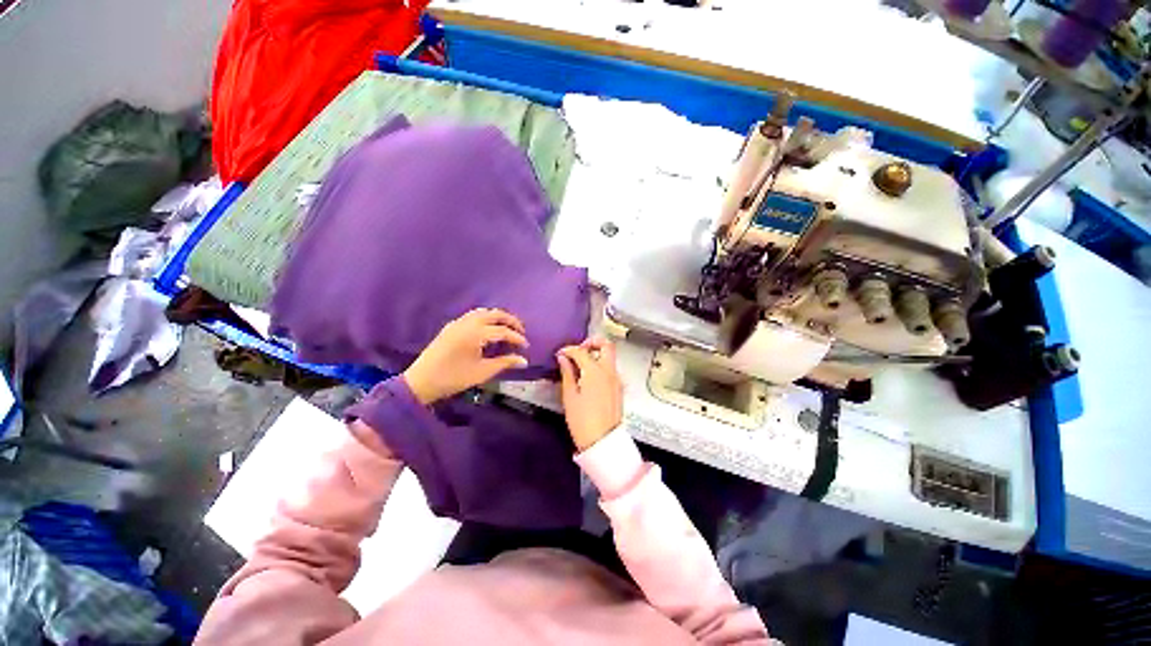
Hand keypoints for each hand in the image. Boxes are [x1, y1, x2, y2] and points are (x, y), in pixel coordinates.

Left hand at [403, 308, 528, 405]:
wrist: (421, 381)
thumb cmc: (454, 378)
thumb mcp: (482, 372)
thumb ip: (505, 363)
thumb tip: (524, 361)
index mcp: (476, 333)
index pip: (503, 331)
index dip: (516, 338)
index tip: (526, 346)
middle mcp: (468, 322)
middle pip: (495, 314)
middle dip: (511, 321)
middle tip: (521, 332)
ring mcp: (458, 322)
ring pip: (483, 312)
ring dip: (498, 317)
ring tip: (507, 328)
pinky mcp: (451, 326)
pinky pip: (473, 315)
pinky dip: (486, 318)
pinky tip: (488, 328)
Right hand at [557, 338, 623, 451]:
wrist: (603, 442)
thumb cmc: (582, 420)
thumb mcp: (569, 396)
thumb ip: (567, 373)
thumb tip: (563, 358)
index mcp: (595, 371)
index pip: (582, 351)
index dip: (569, 349)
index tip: (560, 354)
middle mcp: (609, 371)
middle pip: (606, 345)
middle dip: (592, 342)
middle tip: (579, 350)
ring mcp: (617, 379)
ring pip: (610, 356)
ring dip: (597, 354)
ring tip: (581, 365)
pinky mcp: (619, 388)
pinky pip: (611, 368)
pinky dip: (601, 365)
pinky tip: (589, 377)